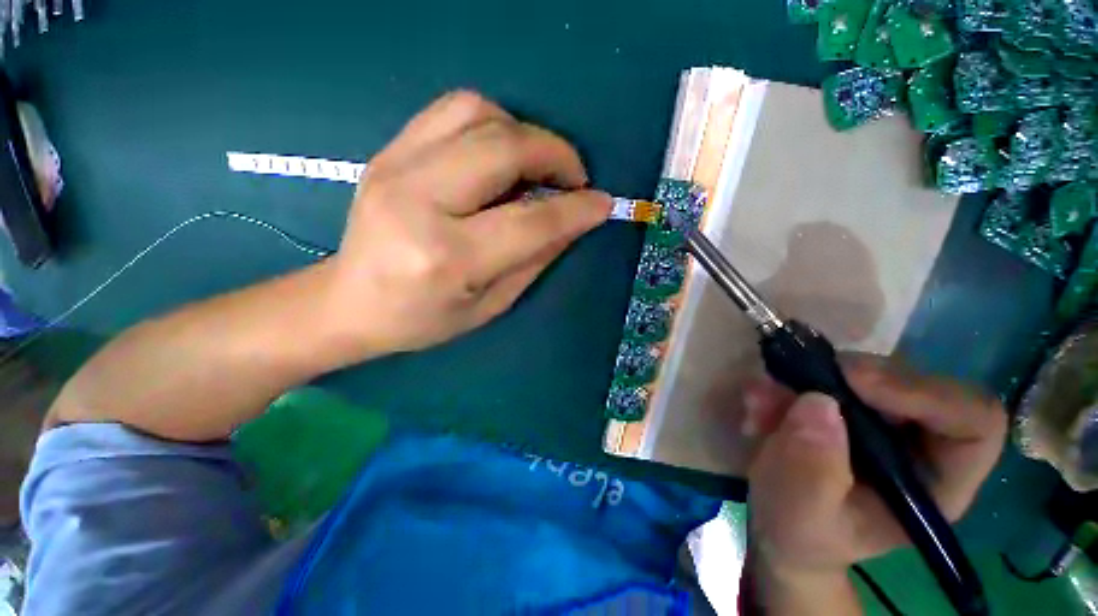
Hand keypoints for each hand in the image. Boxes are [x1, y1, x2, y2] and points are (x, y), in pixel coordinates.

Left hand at [324, 91, 611, 357]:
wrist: (348, 302)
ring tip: (538, 166)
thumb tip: (573, 222)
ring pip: (478, 113)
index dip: (576, 209)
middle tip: (574, 179)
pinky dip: (492, 123)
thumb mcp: (490, 306)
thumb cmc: (422, 319)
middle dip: (555, 154)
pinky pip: (452, 110)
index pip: (530, 221)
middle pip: (504, 148)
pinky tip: (501, 154)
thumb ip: (535, 259)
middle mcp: (420, 200)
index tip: (603, 203)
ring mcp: (396, 166)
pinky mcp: (389, 151)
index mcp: (448, 257)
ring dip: (524, 133)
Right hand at [743, 354, 1006, 577]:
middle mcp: (921, 441)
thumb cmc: (802, 533)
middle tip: (793, 382)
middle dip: (848, 378)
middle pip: (913, 382)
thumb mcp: (802, 516)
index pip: (974, 421)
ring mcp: (883, 417)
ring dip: (806, 377)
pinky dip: (788, 379)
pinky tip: (759, 402)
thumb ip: (812, 471)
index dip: (925, 394)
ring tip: (761, 402)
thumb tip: (817, 402)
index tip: (855, 385)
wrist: (781, 523)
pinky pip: (824, 372)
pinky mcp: (847, 402)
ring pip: (863, 370)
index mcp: (936, 482)